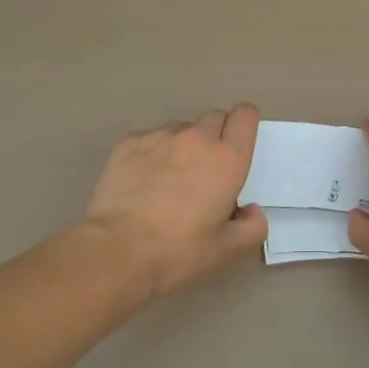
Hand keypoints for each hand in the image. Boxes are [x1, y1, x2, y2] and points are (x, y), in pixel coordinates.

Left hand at [80, 104, 267, 298]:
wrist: (116, 252)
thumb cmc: (178, 252)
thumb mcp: (226, 251)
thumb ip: (252, 228)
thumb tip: (252, 211)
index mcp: (227, 159)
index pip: (245, 116)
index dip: (245, 124)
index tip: (239, 143)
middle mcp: (197, 138)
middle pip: (215, 118)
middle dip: (216, 136)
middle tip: (206, 170)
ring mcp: (160, 136)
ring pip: (181, 129)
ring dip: (183, 146)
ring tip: (169, 179)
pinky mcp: (129, 143)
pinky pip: (150, 139)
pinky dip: (152, 154)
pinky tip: (142, 182)